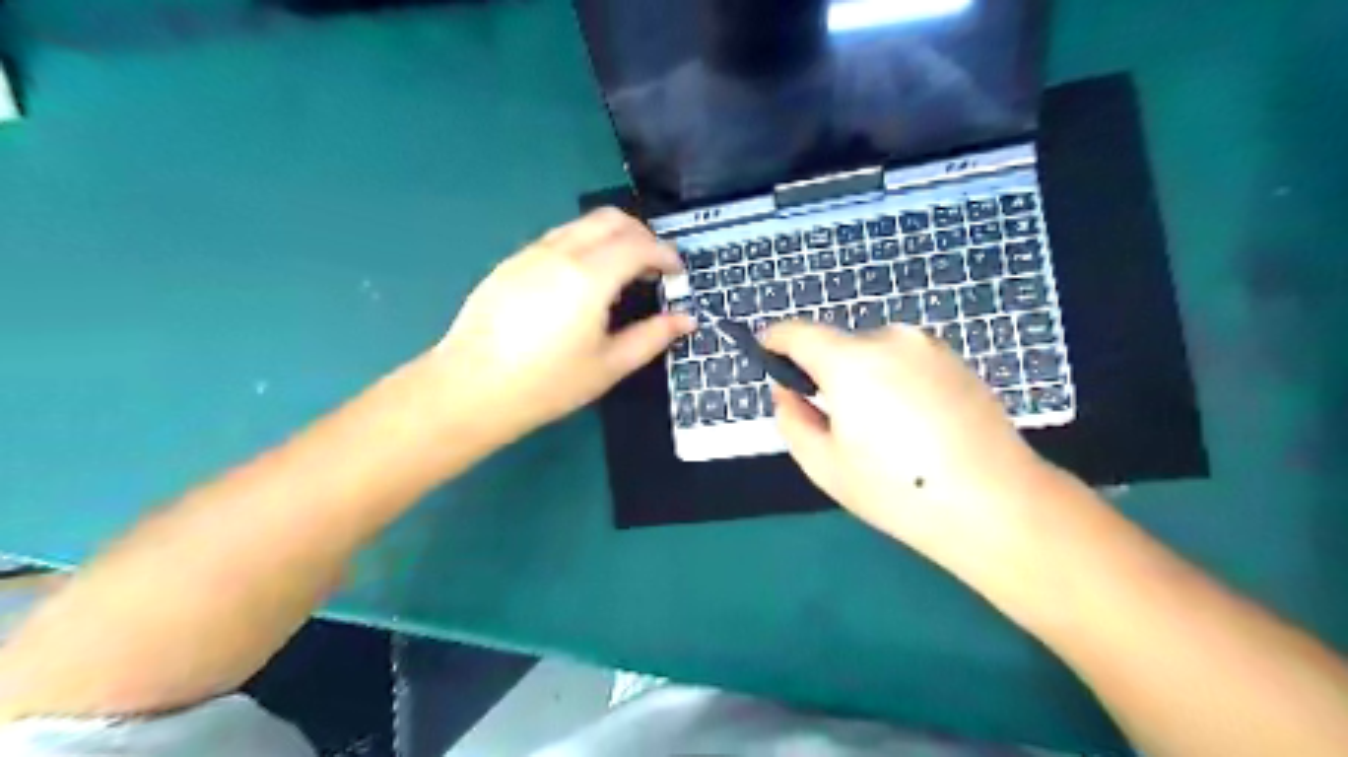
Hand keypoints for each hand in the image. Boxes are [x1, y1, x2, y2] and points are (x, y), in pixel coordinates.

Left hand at [433, 206, 693, 442]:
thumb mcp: (609, 365)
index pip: (639, 245)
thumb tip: (686, 319)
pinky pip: (558, 238)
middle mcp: (561, 252)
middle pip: (611, 219)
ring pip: (582, 224)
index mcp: (590, 276)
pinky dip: (584, 245)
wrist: (471, 388)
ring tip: (622, 273)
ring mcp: (531, 253)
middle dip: (642, 235)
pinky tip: (583, 281)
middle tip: (654, 267)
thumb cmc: (547, 383)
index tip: (677, 273)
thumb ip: (652, 336)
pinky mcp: (511, 262)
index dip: (666, 254)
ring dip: (612, 237)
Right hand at [763, 321, 1059, 570]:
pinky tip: (914, 426)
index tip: (765, 353)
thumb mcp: (824, 465)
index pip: (798, 333)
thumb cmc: (898, 489)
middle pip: (839, 345)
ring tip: (881, 430)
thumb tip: (787, 392)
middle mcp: (890, 339)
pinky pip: (906, 362)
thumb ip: (791, 419)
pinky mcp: (957, 361)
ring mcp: (929, 347)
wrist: (996, 503)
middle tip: (832, 420)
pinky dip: (895, 382)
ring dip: (863, 377)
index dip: (775, 340)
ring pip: (874, 353)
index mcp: (851, 361)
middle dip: (825, 372)